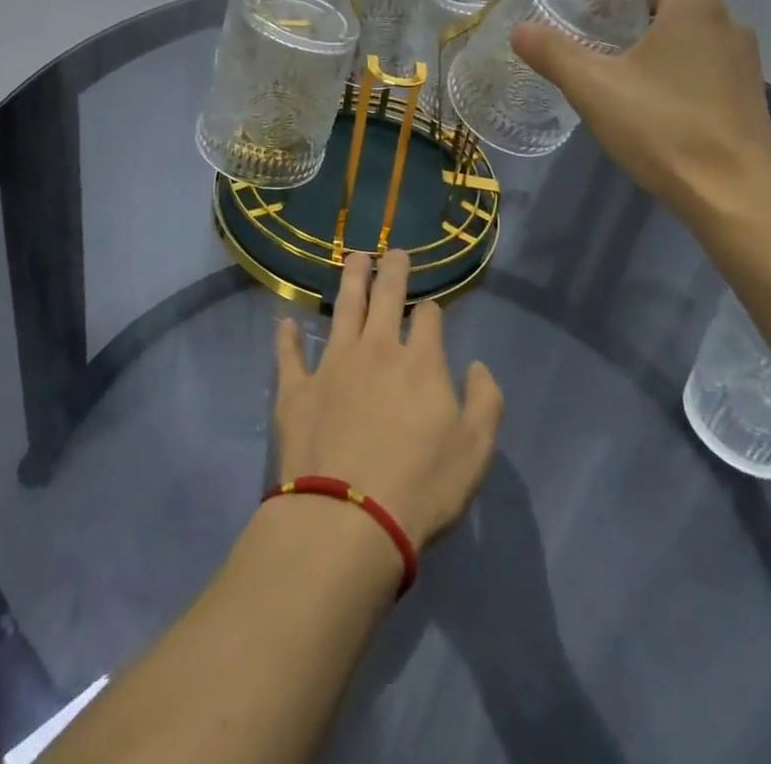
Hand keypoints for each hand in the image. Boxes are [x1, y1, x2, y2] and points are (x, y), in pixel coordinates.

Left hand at [274, 250, 503, 549]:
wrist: (348, 519)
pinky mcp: (297, 390)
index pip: (428, 318)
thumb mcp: (475, 450)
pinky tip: (285, 322)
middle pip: (385, 297)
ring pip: (342, 309)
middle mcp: (376, 350)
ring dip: (350, 280)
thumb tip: (478, 366)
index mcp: (420, 362)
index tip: (431, 311)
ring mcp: (333, 365)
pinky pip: (290, 356)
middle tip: (394, 251)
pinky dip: (287, 338)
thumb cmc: (420, 487)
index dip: (432, 310)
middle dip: (392, 270)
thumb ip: (486, 402)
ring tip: (354, 257)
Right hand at [510, 0, 770, 234]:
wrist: (738, 197)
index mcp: (694, 10)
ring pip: (693, 26)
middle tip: (598, 9)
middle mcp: (726, 26)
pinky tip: (646, 88)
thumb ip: (554, 54)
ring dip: (655, 25)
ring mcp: (741, 62)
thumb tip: (521, 30)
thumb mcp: (595, 89)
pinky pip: (704, 55)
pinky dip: (673, 53)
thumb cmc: (665, 130)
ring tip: (616, 48)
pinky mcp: (744, 94)